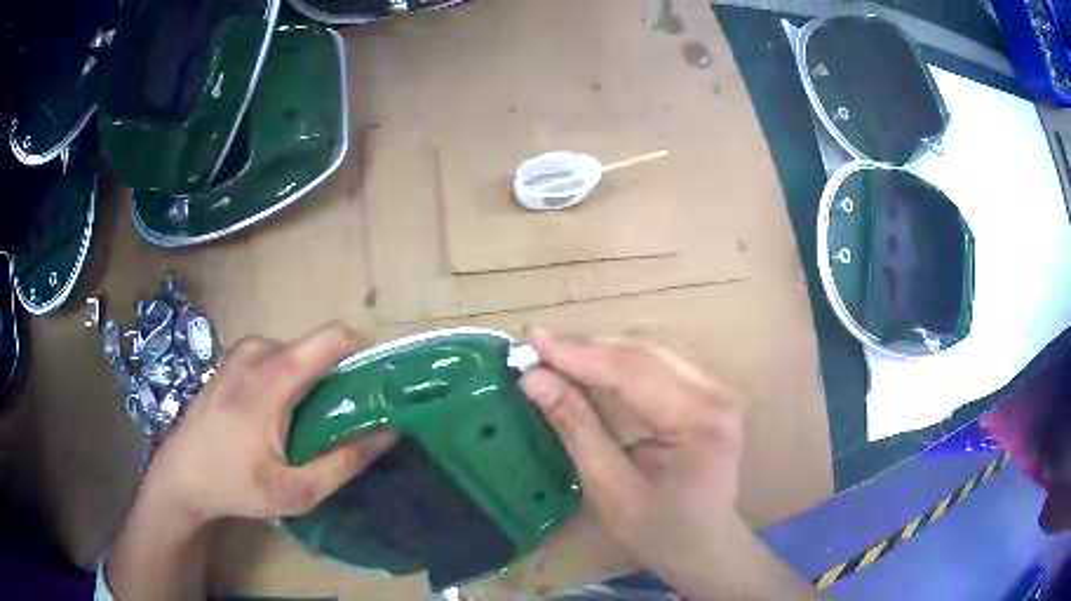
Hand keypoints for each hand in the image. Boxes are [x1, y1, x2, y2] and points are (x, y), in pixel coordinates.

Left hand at [143, 323, 396, 525]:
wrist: (180, 477)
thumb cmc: (234, 485)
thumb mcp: (296, 491)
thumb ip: (344, 463)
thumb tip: (388, 434)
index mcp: (272, 378)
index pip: (332, 338)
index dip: (362, 352)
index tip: (374, 385)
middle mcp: (256, 353)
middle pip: (314, 347)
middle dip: (335, 376)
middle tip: (338, 419)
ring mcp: (238, 354)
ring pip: (294, 352)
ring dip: (309, 379)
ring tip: (305, 422)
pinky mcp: (228, 362)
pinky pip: (272, 357)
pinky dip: (286, 377)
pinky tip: (275, 415)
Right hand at [521, 330, 816, 599]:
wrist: (703, 546)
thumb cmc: (657, 531)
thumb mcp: (609, 488)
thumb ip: (576, 427)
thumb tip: (534, 379)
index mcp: (700, 421)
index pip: (634, 371)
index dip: (580, 354)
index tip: (533, 340)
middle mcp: (716, 394)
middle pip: (645, 353)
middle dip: (588, 349)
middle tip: (539, 348)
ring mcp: (717, 391)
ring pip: (652, 351)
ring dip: (602, 351)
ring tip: (558, 356)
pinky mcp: (708, 394)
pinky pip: (660, 363)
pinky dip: (620, 362)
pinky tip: (592, 366)